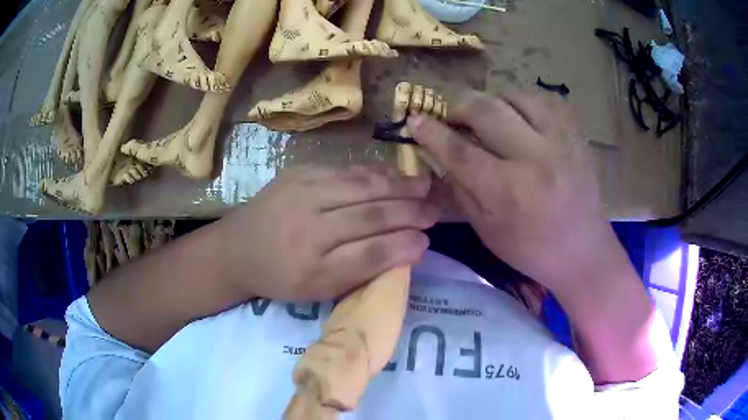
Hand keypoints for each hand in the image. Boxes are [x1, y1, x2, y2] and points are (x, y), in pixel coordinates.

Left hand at [217, 166, 437, 300]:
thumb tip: (411, 248)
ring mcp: (302, 191)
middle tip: (437, 208)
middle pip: (370, 214)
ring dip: (399, 185)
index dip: (403, 246)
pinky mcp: (299, 171)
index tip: (428, 241)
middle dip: (410, 210)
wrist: (236, 248)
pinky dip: (375, 172)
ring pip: (362, 185)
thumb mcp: (320, 289)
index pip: (370, 253)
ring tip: (425, 185)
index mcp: (312, 266)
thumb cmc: (281, 277)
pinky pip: (346, 170)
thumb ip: (364, 270)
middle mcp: (308, 226)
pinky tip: (394, 174)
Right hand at [408, 92, 621, 290]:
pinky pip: (544, 100)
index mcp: (508, 192)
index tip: (415, 118)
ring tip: (487, 117)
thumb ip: (460, 188)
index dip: (431, 130)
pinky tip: (518, 116)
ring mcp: (561, 142)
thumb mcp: (486, 230)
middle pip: (486, 110)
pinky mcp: (576, 136)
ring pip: (515, 96)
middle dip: (459, 107)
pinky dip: (522, 102)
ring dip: (492, 101)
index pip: (459, 150)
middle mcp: (535, 159)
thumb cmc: (531, 250)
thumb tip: (438, 154)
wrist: (584, 252)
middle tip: (453, 117)